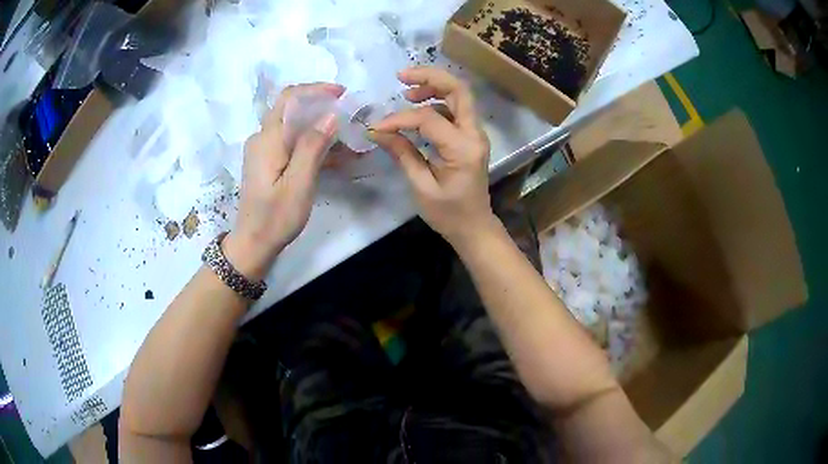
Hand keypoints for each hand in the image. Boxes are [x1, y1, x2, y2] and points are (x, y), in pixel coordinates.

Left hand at [224, 83, 344, 279]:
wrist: (253, 243)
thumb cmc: (275, 218)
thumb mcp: (299, 184)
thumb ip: (312, 147)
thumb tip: (331, 115)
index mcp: (268, 139)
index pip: (290, 98)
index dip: (316, 90)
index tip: (342, 94)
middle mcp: (263, 137)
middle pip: (292, 108)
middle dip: (322, 107)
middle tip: (350, 116)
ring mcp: (264, 149)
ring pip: (295, 125)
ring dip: (321, 128)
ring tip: (349, 140)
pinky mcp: (268, 160)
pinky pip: (292, 142)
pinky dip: (313, 144)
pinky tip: (335, 156)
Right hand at [370, 67, 496, 245]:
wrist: (475, 227)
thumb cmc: (449, 214)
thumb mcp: (421, 186)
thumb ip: (402, 153)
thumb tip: (376, 131)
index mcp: (462, 149)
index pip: (428, 118)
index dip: (399, 118)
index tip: (376, 127)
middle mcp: (474, 134)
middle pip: (459, 89)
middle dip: (429, 77)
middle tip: (401, 77)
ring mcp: (475, 134)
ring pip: (460, 95)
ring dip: (434, 87)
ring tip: (407, 93)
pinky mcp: (470, 137)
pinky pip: (456, 109)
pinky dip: (437, 102)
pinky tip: (418, 111)